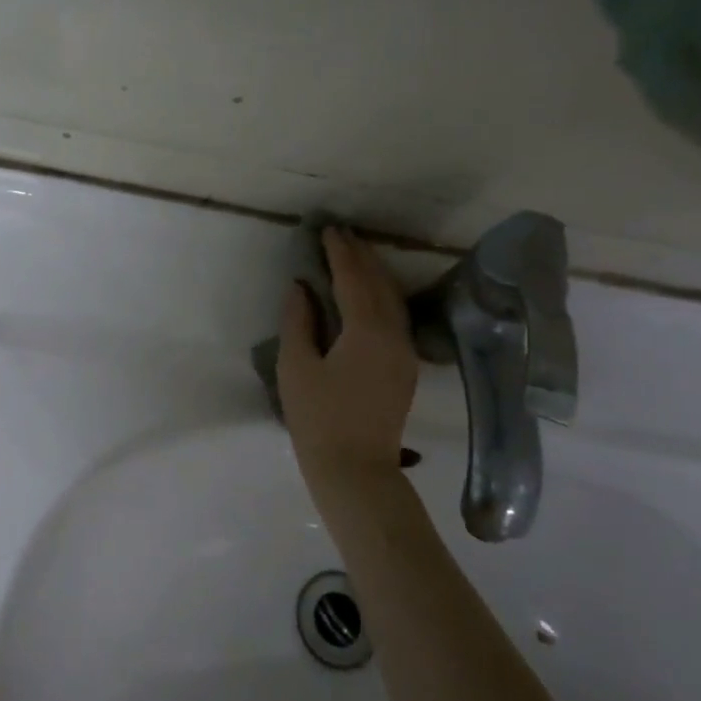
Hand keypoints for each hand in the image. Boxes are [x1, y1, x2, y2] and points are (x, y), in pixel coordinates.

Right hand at [277, 226, 419, 498]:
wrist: (356, 471)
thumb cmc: (318, 419)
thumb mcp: (296, 367)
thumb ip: (298, 321)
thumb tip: (300, 287)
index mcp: (366, 331)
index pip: (353, 279)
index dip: (340, 252)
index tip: (328, 229)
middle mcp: (394, 335)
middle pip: (380, 284)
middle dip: (361, 256)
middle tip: (342, 234)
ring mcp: (404, 352)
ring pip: (393, 300)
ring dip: (375, 273)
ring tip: (356, 253)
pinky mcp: (405, 367)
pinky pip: (396, 317)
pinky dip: (382, 295)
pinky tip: (370, 292)